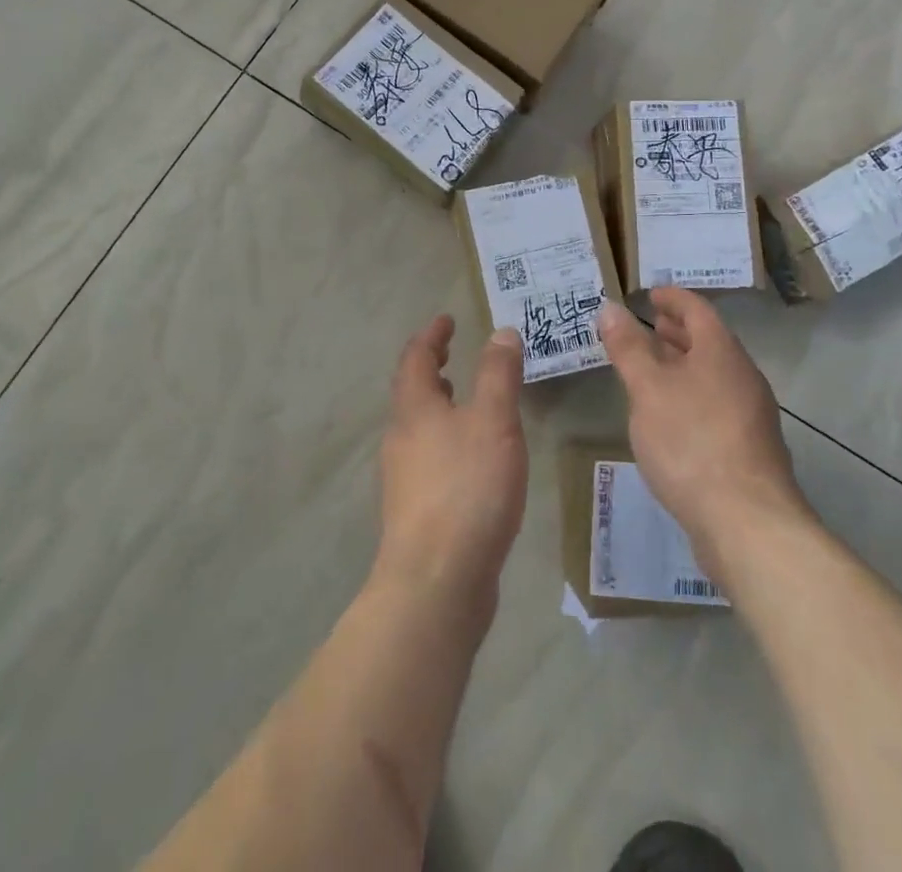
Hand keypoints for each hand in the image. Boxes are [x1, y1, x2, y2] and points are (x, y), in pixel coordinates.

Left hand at [374, 317, 527, 610]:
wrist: (436, 581)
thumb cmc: (467, 488)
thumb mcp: (493, 421)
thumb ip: (498, 374)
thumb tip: (501, 332)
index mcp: (415, 409)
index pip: (416, 358)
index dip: (432, 335)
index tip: (446, 319)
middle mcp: (401, 438)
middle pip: (411, 392)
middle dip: (431, 369)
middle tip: (452, 354)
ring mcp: (404, 477)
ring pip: (418, 427)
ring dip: (437, 405)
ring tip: (461, 399)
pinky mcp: (415, 511)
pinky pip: (428, 458)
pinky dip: (445, 439)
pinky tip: (470, 458)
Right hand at [598, 290, 810, 571]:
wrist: (747, 522)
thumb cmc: (691, 442)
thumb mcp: (647, 389)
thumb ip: (628, 347)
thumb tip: (610, 307)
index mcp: (722, 352)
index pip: (698, 310)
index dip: (673, 298)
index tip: (650, 294)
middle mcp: (743, 376)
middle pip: (709, 342)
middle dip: (678, 332)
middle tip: (649, 326)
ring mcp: (751, 415)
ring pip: (713, 375)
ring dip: (684, 365)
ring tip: (653, 370)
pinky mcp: (749, 449)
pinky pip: (717, 404)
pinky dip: (692, 395)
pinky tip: (671, 418)